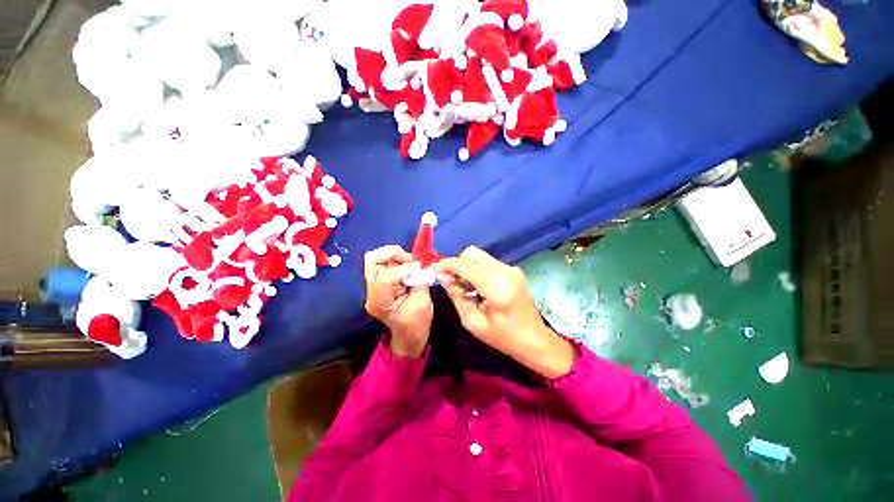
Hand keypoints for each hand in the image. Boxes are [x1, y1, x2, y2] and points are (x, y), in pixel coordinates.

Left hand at [364, 245, 432, 357]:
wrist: (409, 337)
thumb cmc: (416, 324)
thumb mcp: (423, 302)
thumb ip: (419, 280)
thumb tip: (417, 265)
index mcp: (380, 301)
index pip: (385, 276)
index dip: (404, 268)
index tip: (419, 269)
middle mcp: (371, 292)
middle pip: (373, 259)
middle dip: (394, 255)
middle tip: (410, 261)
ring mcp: (372, 287)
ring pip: (377, 258)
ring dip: (396, 257)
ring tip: (410, 265)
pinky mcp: (378, 284)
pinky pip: (384, 263)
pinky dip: (397, 261)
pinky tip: (407, 269)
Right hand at [435, 247, 575, 378]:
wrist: (534, 340)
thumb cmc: (503, 337)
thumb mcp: (473, 322)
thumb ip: (456, 295)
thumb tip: (443, 276)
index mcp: (496, 286)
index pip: (465, 264)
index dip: (446, 264)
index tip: (434, 270)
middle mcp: (505, 270)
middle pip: (472, 253)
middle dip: (457, 264)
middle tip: (452, 282)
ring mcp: (511, 268)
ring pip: (480, 256)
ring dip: (467, 267)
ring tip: (466, 287)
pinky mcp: (513, 270)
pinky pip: (488, 262)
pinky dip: (477, 270)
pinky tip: (478, 287)